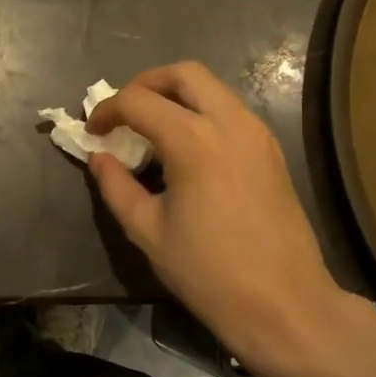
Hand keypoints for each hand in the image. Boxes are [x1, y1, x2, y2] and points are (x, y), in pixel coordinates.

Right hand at [87, 62, 375, 376]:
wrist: (283, 303)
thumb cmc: (208, 271)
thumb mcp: (147, 231)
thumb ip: (116, 187)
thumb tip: (100, 158)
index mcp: (194, 141)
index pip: (139, 101)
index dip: (108, 110)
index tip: (92, 132)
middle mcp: (230, 123)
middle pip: (184, 73)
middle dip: (146, 84)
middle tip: (123, 113)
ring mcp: (257, 134)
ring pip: (213, 88)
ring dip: (176, 96)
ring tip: (151, 130)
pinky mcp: (271, 151)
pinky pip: (230, 111)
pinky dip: (201, 112)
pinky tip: (186, 148)